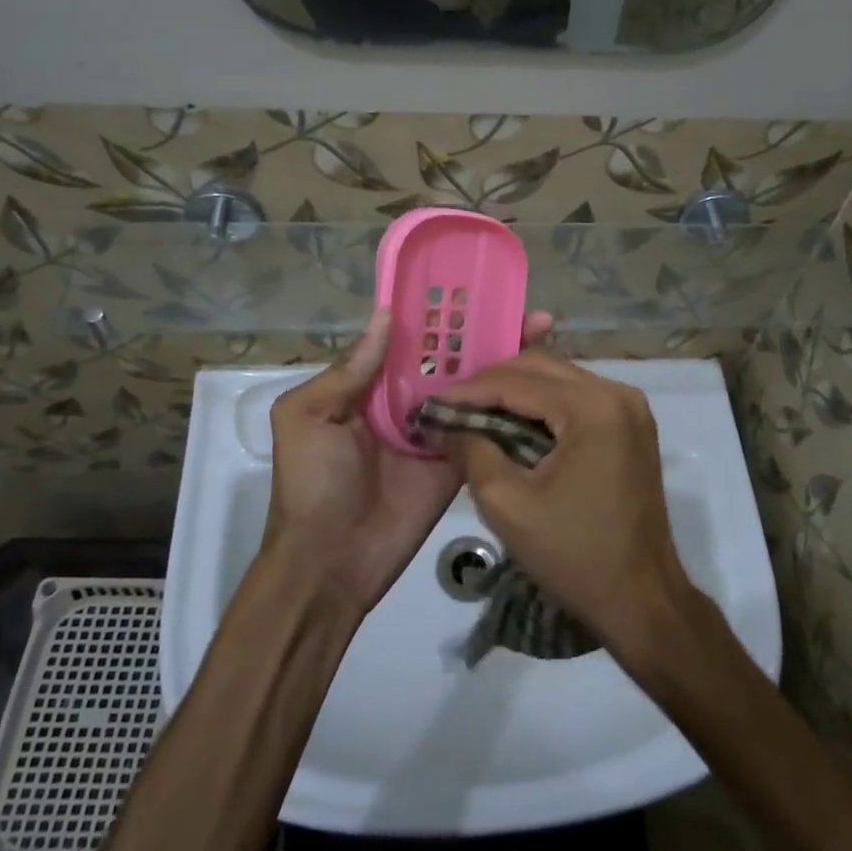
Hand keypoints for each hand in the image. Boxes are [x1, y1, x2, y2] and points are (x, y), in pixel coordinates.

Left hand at [260, 308, 552, 614]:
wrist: (330, 564)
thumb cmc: (311, 484)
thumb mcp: (307, 417)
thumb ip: (348, 370)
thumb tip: (386, 316)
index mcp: (371, 384)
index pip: (411, 338)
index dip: (441, 313)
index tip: (476, 285)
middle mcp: (408, 400)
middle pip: (451, 358)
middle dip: (485, 331)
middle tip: (527, 308)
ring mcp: (438, 430)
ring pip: (475, 387)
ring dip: (506, 361)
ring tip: (544, 332)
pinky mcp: (459, 462)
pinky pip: (486, 428)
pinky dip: (510, 407)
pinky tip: (542, 384)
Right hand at [441, 353, 693, 660]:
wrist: (641, 600)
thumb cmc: (574, 554)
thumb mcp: (507, 504)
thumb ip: (471, 451)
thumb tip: (446, 423)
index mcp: (593, 407)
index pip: (518, 381)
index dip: (469, 389)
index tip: (432, 402)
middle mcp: (617, 393)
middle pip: (541, 368)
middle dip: (491, 384)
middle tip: (452, 406)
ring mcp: (630, 408)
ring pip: (559, 380)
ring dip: (516, 392)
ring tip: (474, 413)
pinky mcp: (632, 426)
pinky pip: (577, 399)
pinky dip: (542, 406)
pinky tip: (512, 423)